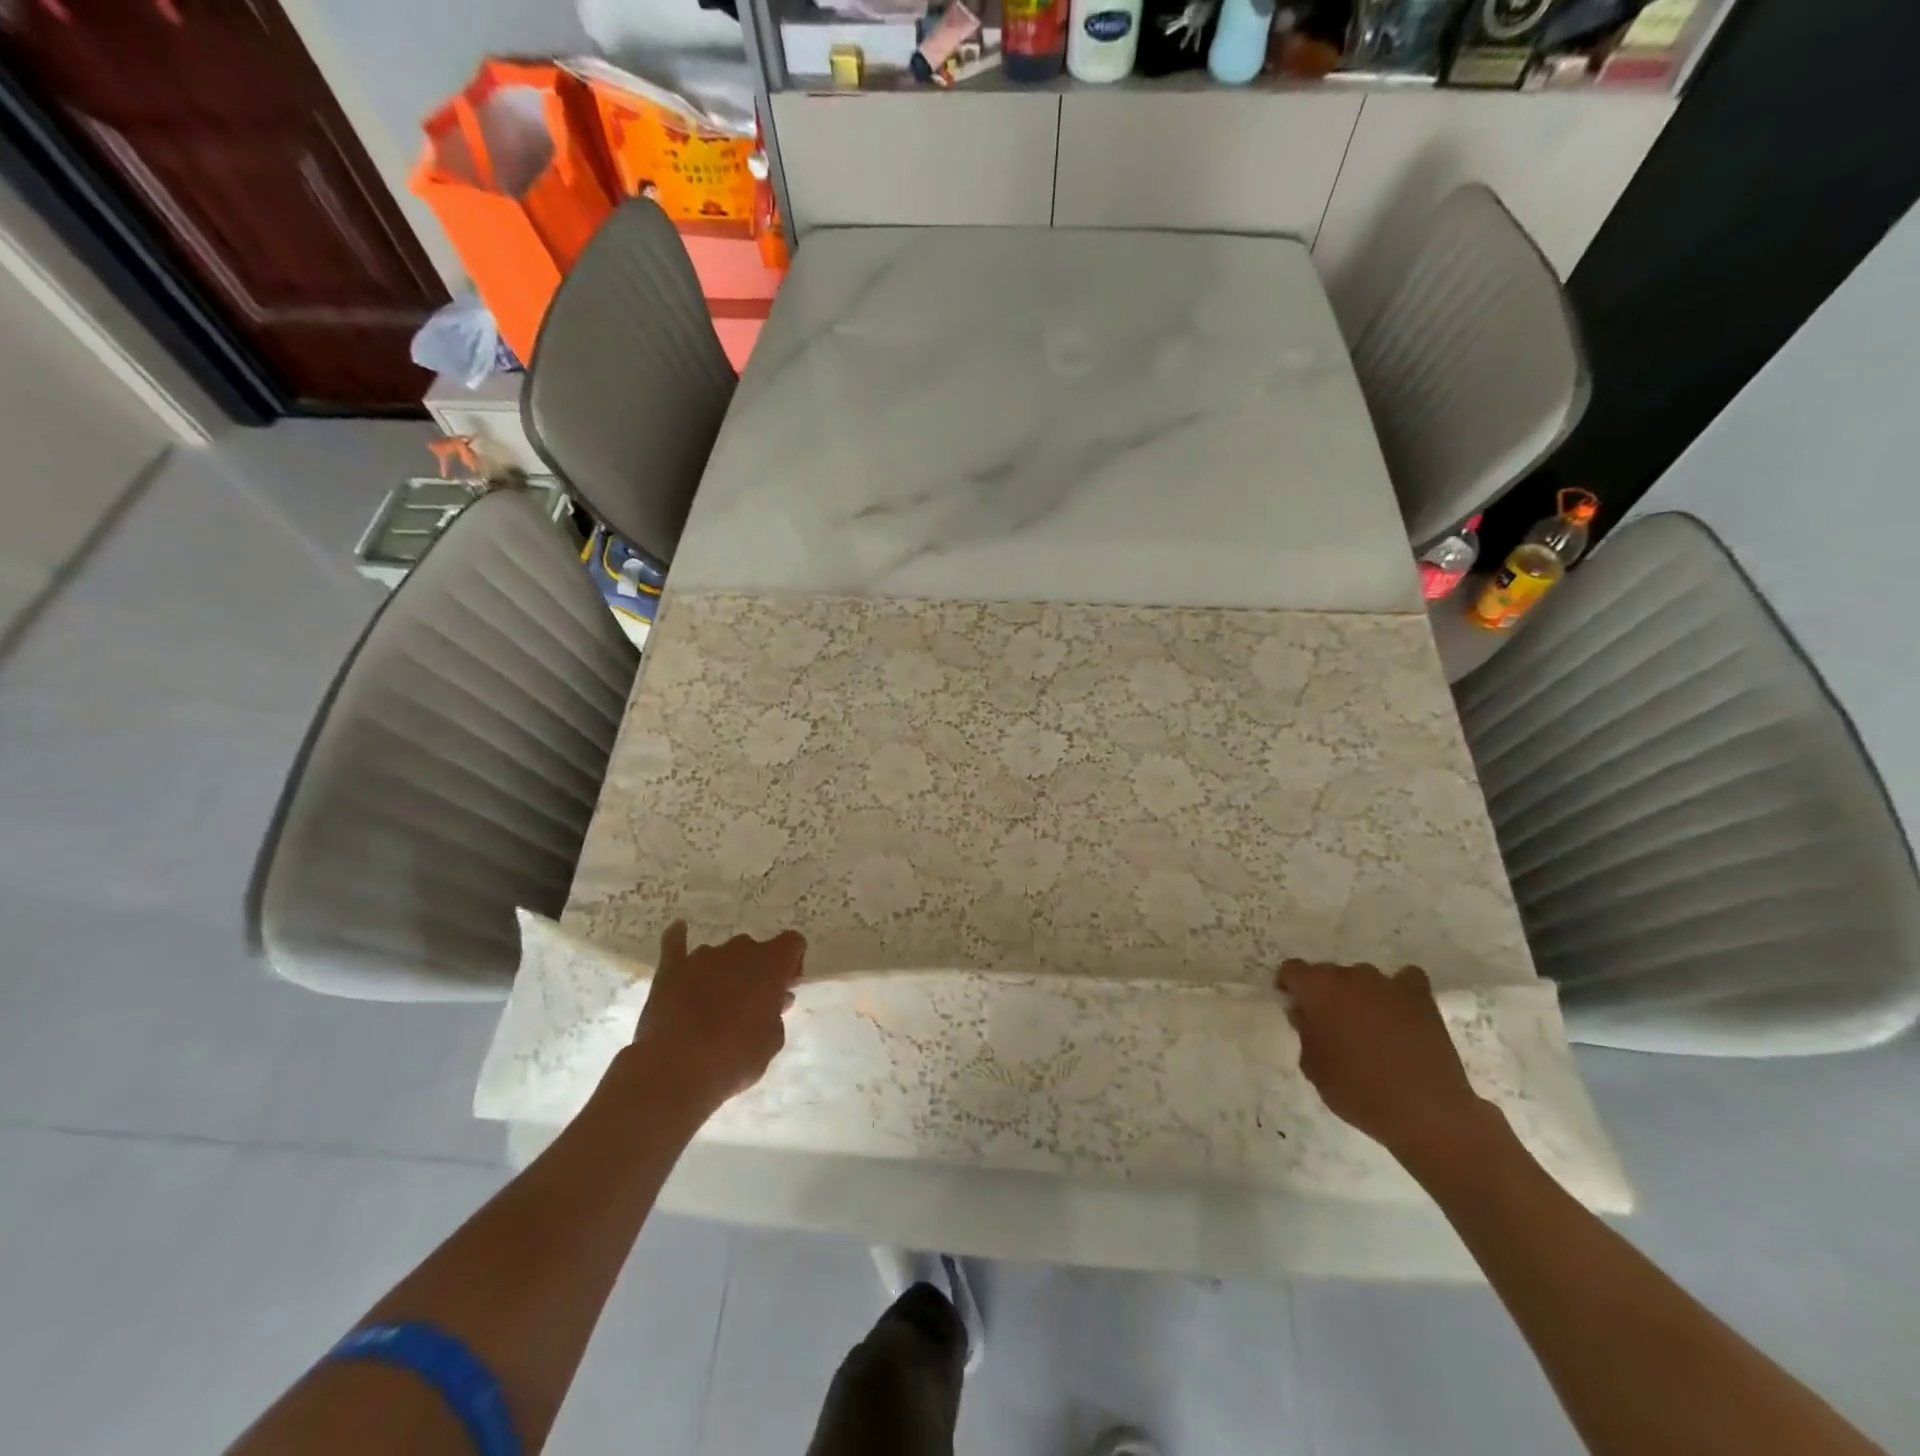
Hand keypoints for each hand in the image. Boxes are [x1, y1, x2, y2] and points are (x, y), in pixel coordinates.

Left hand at [628, 922, 804, 1114]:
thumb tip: (775, 1000)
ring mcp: (703, 956)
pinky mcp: (671, 969)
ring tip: (715, 1003)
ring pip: (721, 955)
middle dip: (756, 971)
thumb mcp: (771, 1042)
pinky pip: (676, 944)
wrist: (675, 1070)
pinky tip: (679, 932)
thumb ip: (777, 1015)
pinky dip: (679, 939)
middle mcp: (739, 950)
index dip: (792, 962)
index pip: (792, 942)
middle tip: (752, 1003)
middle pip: (754, 949)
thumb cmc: (734, 1058)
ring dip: (725, 971)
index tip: (785, 988)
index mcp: (770, 963)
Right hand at [1277, 959, 1489, 1163]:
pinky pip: (1404, 981)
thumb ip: (1304, 1032)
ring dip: (1359, 995)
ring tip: (1368, 1026)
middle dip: (1324, 993)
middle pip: (1328, 973)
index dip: (1289, 987)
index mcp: (1317, 988)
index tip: (1294, 1008)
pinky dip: (1398, 992)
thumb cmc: (1357, 1091)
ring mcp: (1388, 984)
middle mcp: (1350, 976)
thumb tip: (1305, 1014)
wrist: (1425, 1113)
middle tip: (1330, 1025)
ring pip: (1363, 979)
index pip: (1292, 970)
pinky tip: (1399, 1012)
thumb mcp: (1313, 1067)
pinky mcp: (1422, 998)